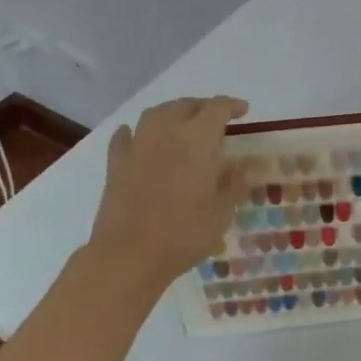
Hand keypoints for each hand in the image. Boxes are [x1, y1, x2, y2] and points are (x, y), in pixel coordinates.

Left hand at [88, 96, 253, 287]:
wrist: (128, 255)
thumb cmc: (183, 233)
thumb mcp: (221, 212)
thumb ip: (235, 184)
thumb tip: (245, 166)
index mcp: (198, 140)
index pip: (217, 108)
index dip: (232, 105)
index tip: (243, 111)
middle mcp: (167, 132)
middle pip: (186, 105)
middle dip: (203, 107)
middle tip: (216, 119)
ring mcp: (137, 145)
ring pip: (156, 113)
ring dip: (172, 112)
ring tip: (182, 123)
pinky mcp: (116, 163)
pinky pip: (126, 136)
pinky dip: (136, 132)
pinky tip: (138, 138)